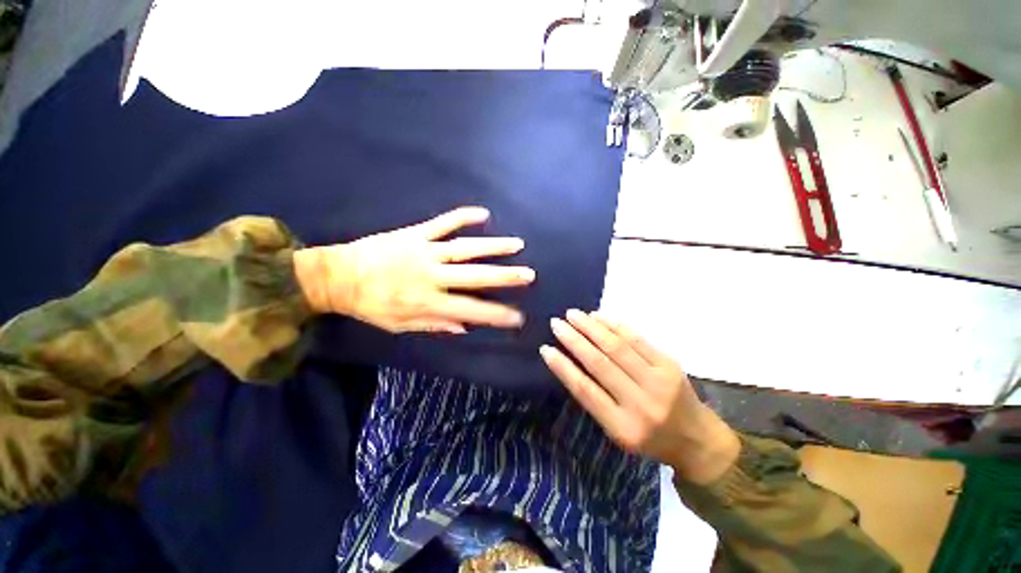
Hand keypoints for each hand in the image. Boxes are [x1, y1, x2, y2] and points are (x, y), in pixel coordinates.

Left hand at [294, 207, 534, 333]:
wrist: (338, 276)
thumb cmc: (370, 305)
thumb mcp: (400, 325)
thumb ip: (435, 325)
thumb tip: (465, 328)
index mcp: (427, 302)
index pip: (471, 311)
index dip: (497, 315)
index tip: (518, 317)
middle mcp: (431, 276)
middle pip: (474, 276)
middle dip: (505, 277)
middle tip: (529, 275)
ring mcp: (424, 251)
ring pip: (465, 248)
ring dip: (493, 246)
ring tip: (518, 244)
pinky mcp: (415, 233)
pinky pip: (443, 222)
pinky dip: (463, 216)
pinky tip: (483, 213)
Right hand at [540, 310, 740, 483]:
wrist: (698, 439)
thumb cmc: (650, 438)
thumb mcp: (618, 432)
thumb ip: (596, 400)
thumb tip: (570, 363)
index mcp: (623, 427)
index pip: (585, 391)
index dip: (563, 367)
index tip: (546, 349)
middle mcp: (641, 403)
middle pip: (600, 363)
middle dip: (574, 340)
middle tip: (556, 323)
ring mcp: (658, 381)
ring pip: (618, 347)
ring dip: (592, 327)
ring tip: (573, 314)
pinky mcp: (670, 364)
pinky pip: (637, 339)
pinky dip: (614, 325)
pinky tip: (598, 317)